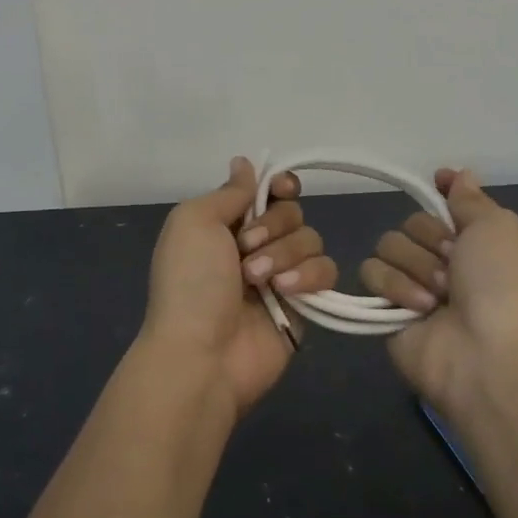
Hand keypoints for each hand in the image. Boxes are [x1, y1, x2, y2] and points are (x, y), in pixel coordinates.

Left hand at [140, 156, 337, 415]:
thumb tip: (245, 162)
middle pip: (292, 211)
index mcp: (226, 223)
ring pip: (311, 238)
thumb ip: (229, 192)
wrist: (202, 355)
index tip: (280, 189)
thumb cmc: (190, 282)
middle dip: (273, 226)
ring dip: (284, 254)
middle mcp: (256, 245)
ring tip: (258, 280)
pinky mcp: (305, 303)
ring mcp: (282, 275)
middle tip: (245, 249)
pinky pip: (326, 271)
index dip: (280, 185)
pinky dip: (309, 275)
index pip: (268, 190)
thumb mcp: (194, 222)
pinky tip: (286, 291)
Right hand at [358, 168, 517, 418]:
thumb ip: (471, 199)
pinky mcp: (386, 309)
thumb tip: (458, 173)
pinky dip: (395, 286)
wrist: (486, 356)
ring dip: (416, 266)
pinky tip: (419, 308)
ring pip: (388, 245)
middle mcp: (445, 262)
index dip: (442, 192)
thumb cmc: (501, 285)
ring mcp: (414, 285)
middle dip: (430, 240)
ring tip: (439, 296)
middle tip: (453, 267)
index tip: (439, 180)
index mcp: (477, 242)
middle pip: (411, 223)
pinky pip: (371, 273)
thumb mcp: (499, 228)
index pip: (447, 204)